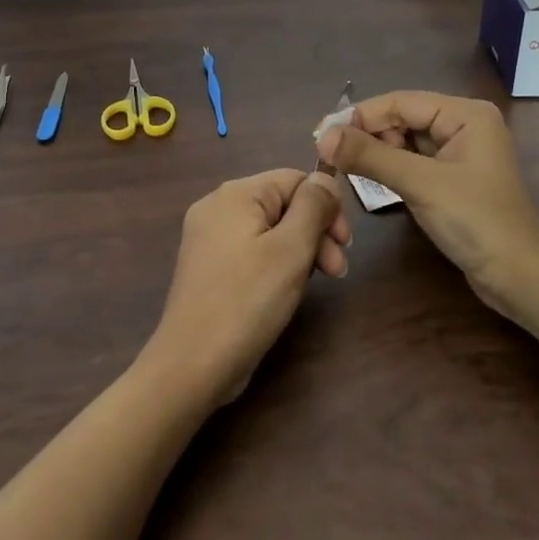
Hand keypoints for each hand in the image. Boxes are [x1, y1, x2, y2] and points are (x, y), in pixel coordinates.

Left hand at [145, 170, 347, 403]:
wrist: (194, 363)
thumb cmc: (247, 301)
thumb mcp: (290, 249)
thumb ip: (312, 207)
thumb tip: (324, 176)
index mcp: (235, 194)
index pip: (294, 179)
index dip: (326, 206)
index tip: (345, 244)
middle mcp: (217, 207)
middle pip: (282, 204)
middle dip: (316, 232)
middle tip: (337, 271)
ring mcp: (209, 238)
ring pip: (270, 229)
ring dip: (301, 250)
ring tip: (318, 283)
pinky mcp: (210, 267)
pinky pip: (253, 250)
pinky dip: (276, 264)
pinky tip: (288, 289)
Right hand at [315, 91, 538, 313]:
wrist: (521, 278)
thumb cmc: (476, 222)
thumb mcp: (420, 184)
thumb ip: (370, 156)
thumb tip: (323, 136)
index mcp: (465, 113)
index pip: (400, 102)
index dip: (358, 116)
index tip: (320, 135)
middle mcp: (463, 124)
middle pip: (401, 118)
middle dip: (366, 134)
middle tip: (329, 156)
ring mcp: (459, 152)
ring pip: (404, 140)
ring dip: (375, 151)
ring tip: (344, 168)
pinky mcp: (452, 178)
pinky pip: (412, 161)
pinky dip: (389, 167)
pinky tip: (368, 179)